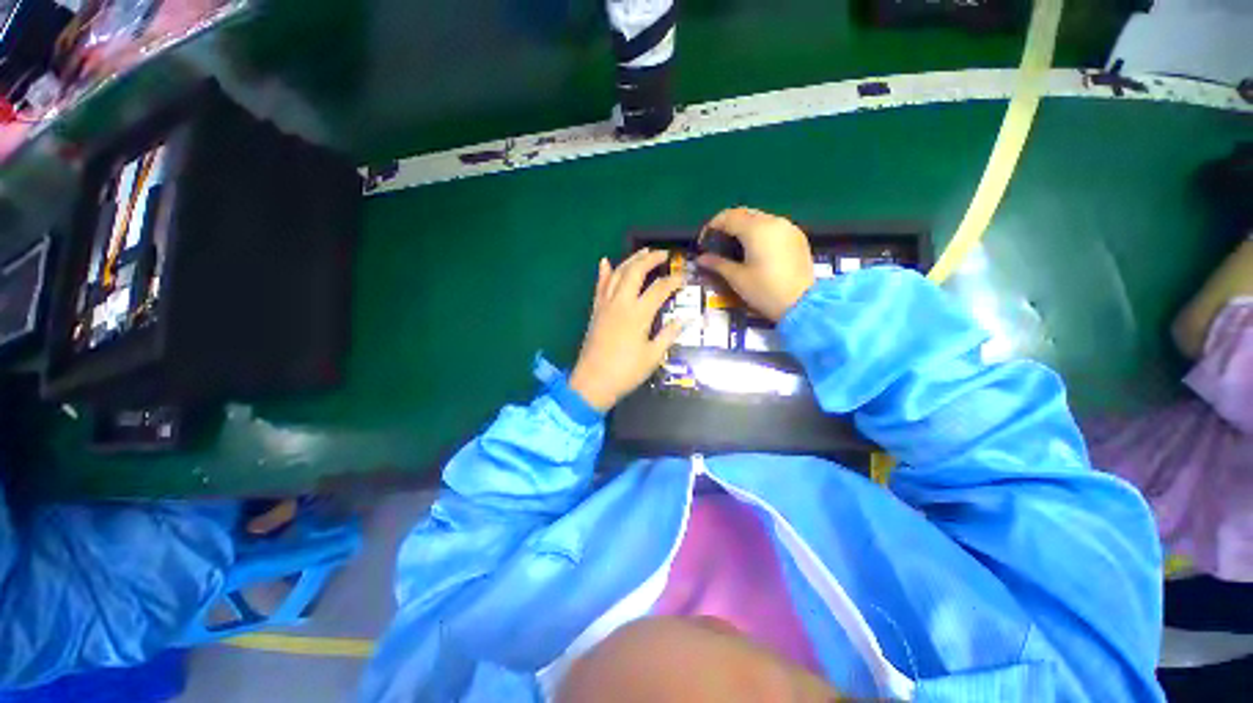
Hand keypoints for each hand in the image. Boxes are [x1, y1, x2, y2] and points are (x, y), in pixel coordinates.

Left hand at [569, 250, 685, 411]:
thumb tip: (685, 320)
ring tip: (643, 252)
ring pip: (617, 274)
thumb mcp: (653, 356)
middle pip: (635, 272)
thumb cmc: (626, 371)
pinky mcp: (596, 311)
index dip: (673, 281)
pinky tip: (605, 261)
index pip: (659, 289)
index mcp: (638, 314)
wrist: (593, 382)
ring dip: (630, 260)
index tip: (684, 277)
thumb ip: (669, 335)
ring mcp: (605, 305)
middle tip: (663, 254)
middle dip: (650, 259)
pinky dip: (604, 272)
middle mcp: (621, 303)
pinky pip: (600, 286)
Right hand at [696, 207, 814, 321]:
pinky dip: (760, 232)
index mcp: (756, 229)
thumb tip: (701, 259)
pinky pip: (773, 226)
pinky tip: (755, 249)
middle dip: (727, 224)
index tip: (703, 242)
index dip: (712, 226)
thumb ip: (717, 263)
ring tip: (734, 246)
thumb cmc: (765, 291)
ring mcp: (788, 227)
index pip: (727, 217)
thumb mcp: (737, 278)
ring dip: (744, 226)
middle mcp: (773, 221)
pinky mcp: (797, 237)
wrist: (802, 303)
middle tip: (717, 242)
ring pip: (760, 218)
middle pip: (744, 213)